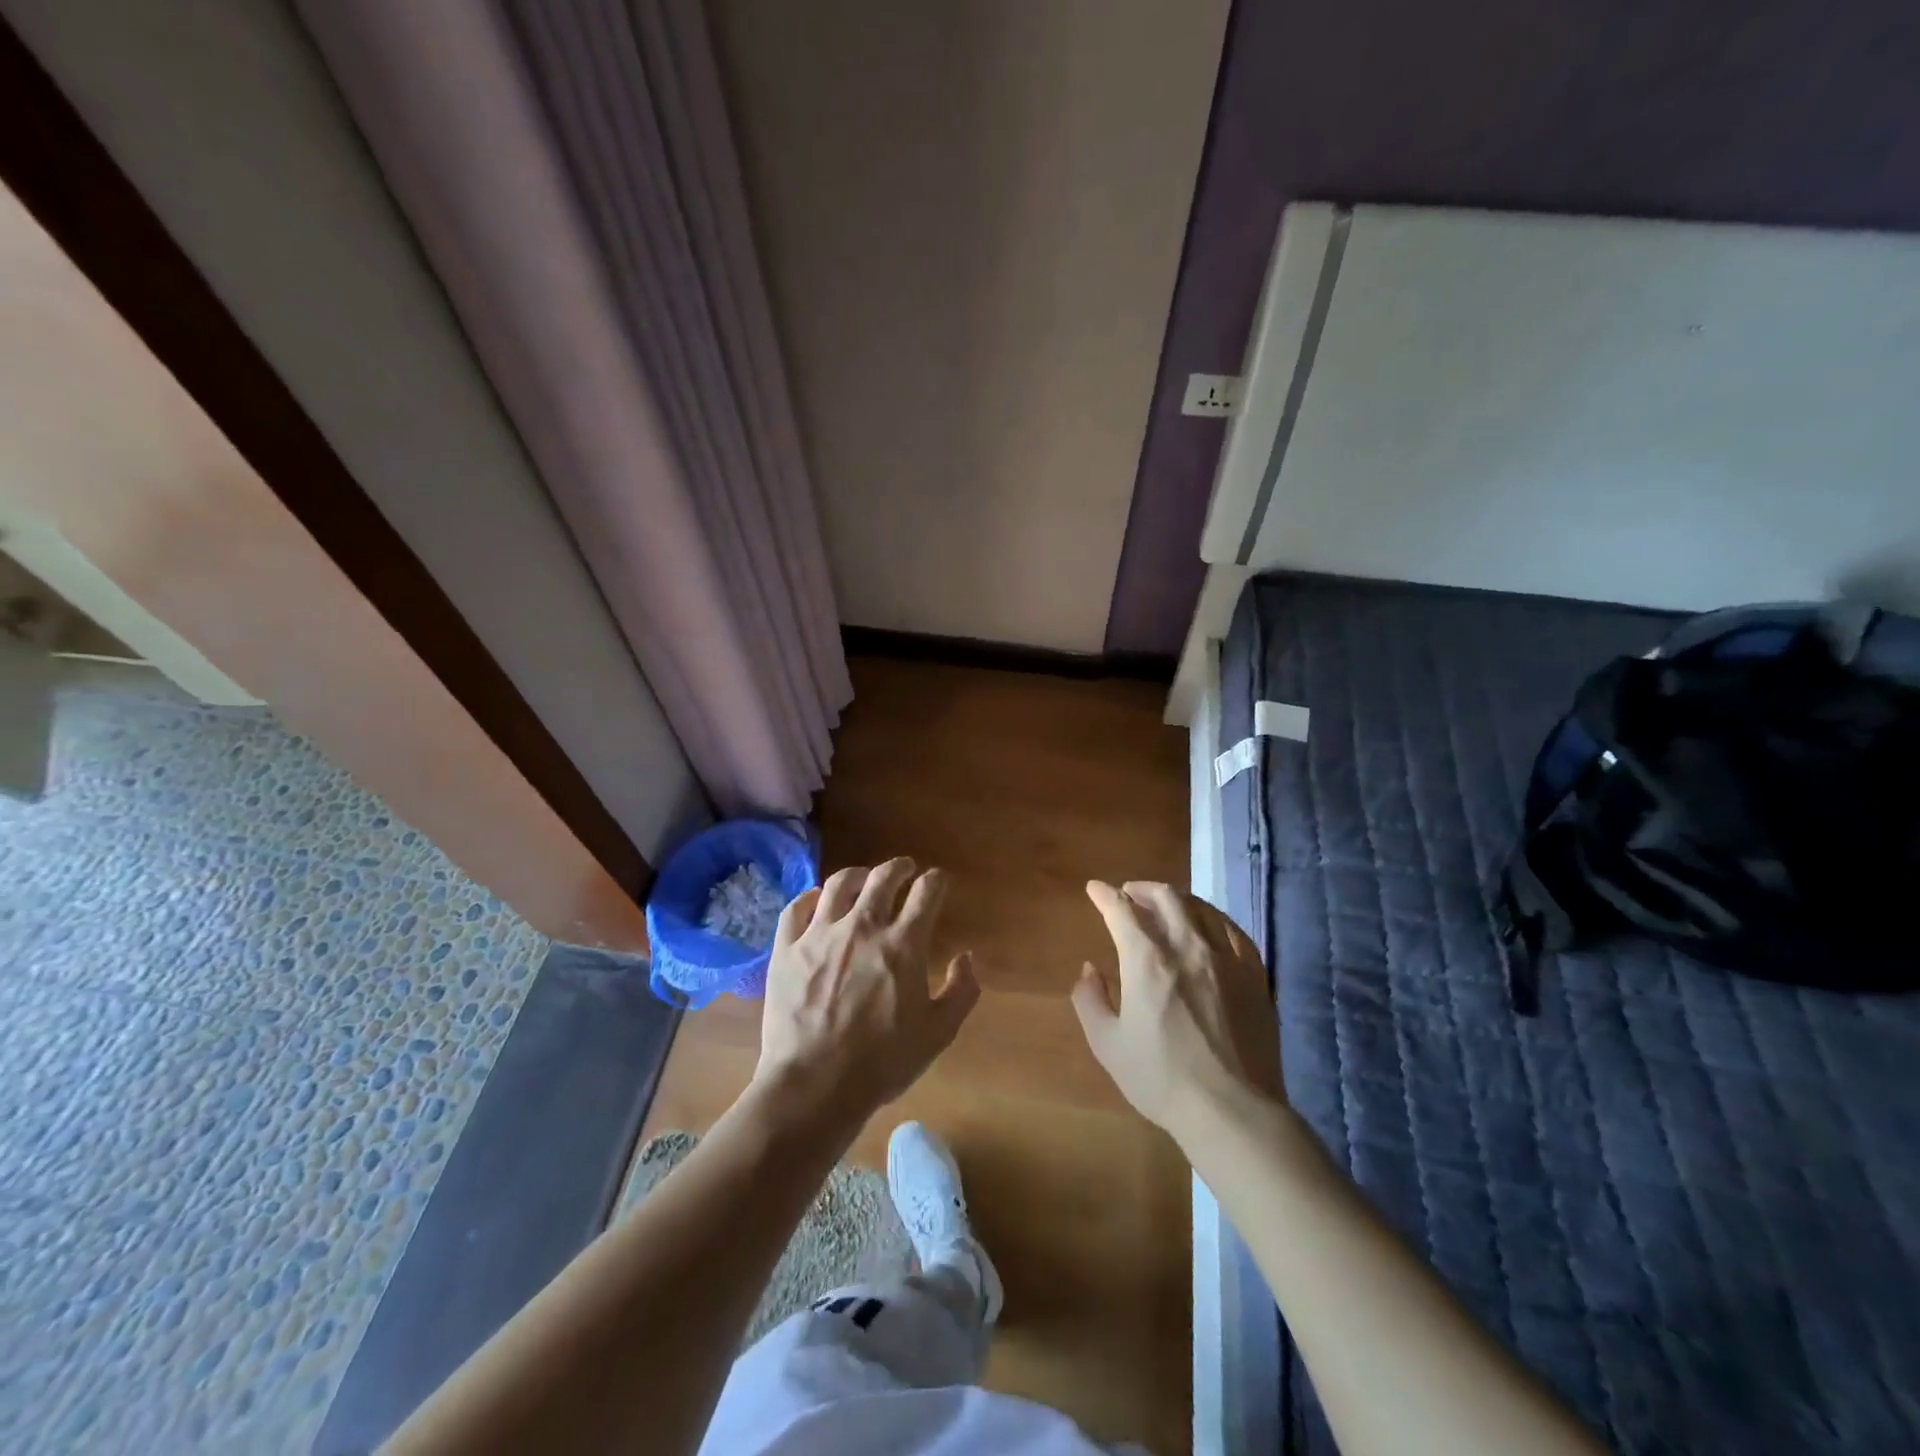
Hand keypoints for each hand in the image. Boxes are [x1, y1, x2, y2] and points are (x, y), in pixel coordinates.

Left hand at [753, 858, 979, 1136]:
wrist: (814, 1085)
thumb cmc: (882, 1062)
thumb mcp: (938, 1033)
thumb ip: (961, 991)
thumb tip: (966, 957)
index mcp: (903, 944)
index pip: (926, 892)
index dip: (936, 881)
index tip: (938, 882)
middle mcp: (863, 927)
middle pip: (883, 877)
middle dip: (899, 868)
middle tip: (904, 870)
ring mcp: (820, 934)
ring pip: (839, 883)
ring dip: (858, 874)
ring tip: (863, 878)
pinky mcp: (787, 949)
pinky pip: (797, 908)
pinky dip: (811, 897)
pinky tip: (817, 901)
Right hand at [1072, 881, 1284, 1144]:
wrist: (1232, 1111)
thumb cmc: (1161, 1079)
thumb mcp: (1107, 1045)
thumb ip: (1090, 1000)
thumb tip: (1090, 970)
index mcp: (1146, 960)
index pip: (1121, 909)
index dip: (1104, 894)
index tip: (1095, 889)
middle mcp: (1186, 946)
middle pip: (1165, 897)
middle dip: (1141, 888)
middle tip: (1129, 894)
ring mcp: (1225, 958)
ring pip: (1200, 908)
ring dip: (1176, 899)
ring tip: (1166, 906)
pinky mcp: (1254, 975)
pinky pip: (1233, 931)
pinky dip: (1213, 919)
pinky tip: (1208, 927)